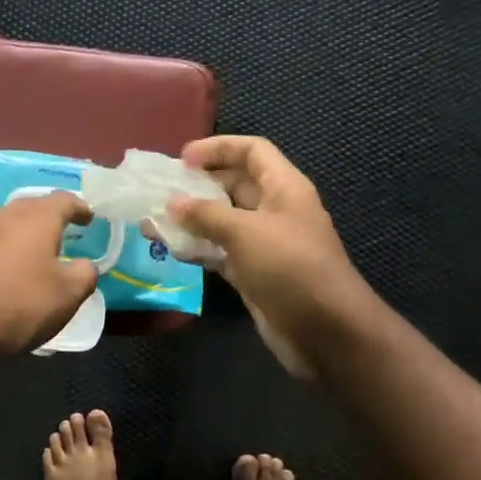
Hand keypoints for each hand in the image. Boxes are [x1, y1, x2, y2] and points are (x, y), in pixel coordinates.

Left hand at [0, 192, 97, 353]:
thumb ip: (84, 274)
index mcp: (36, 218)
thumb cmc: (20, 304)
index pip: (64, 200)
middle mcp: (2, 215)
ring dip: (17, 235)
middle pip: (30, 208)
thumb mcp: (68, 295)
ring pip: (2, 225)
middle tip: (59, 233)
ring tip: (27, 253)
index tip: (87, 217)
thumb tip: (85, 265)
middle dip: (47, 218)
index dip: (79, 207)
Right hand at [168, 136, 374, 379]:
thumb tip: (173, 203)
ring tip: (155, 218)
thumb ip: (206, 214)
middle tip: (161, 189)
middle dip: (199, 184)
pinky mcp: (254, 274)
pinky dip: (198, 248)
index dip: (218, 148)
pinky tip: (170, 249)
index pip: (252, 151)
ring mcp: (265, 244)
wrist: (325, 331)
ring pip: (224, 221)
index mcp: (283, 187)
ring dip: (193, 219)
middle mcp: (275, 210)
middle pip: (235, 184)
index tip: (182, 158)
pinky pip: (221, 252)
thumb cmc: (289, 267)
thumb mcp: (245, 232)